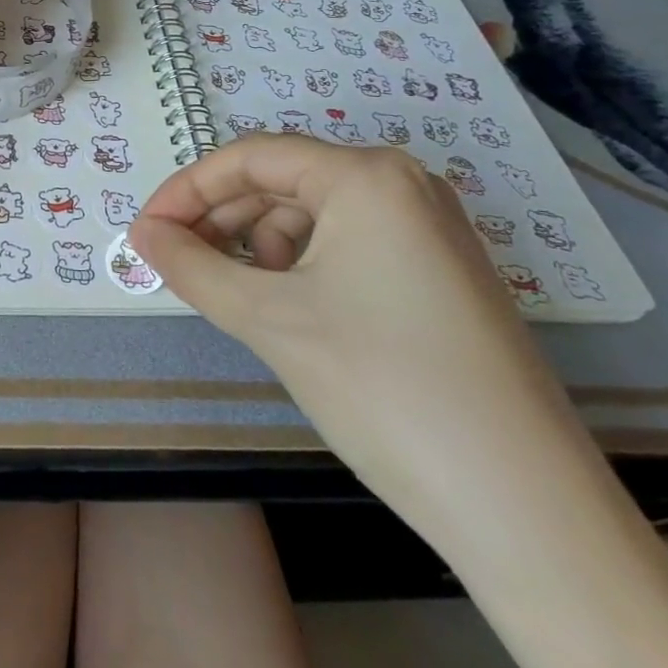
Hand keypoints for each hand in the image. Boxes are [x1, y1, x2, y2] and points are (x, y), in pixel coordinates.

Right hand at [131, 137, 585, 527]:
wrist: (526, 510)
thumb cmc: (384, 388)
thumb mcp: (269, 320)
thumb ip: (192, 266)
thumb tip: (141, 234)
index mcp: (366, 176)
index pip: (250, 157)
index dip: (187, 189)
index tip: (146, 231)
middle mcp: (403, 184)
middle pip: (282, 181)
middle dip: (222, 219)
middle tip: (177, 263)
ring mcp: (429, 228)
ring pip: (313, 214)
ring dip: (260, 245)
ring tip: (238, 296)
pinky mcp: (440, 271)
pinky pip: (348, 244)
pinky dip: (302, 266)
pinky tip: (288, 309)